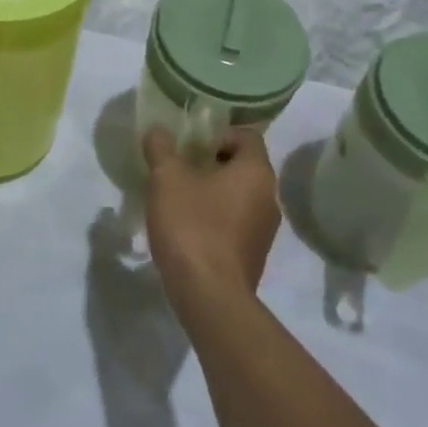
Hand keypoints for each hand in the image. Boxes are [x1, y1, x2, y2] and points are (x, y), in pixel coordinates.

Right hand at [142, 126, 279, 301]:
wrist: (209, 296)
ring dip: (212, 192)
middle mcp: (270, 197)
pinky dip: (215, 219)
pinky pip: (236, 224)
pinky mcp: (254, 256)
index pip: (246, 135)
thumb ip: (161, 148)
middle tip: (179, 167)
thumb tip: (158, 130)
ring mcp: (265, 231)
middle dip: (211, 163)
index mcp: (256, 172)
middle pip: (242, 166)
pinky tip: (188, 228)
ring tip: (179, 199)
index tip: (189, 144)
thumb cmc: (192, 225)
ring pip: (239, 196)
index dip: (217, 133)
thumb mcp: (166, 178)